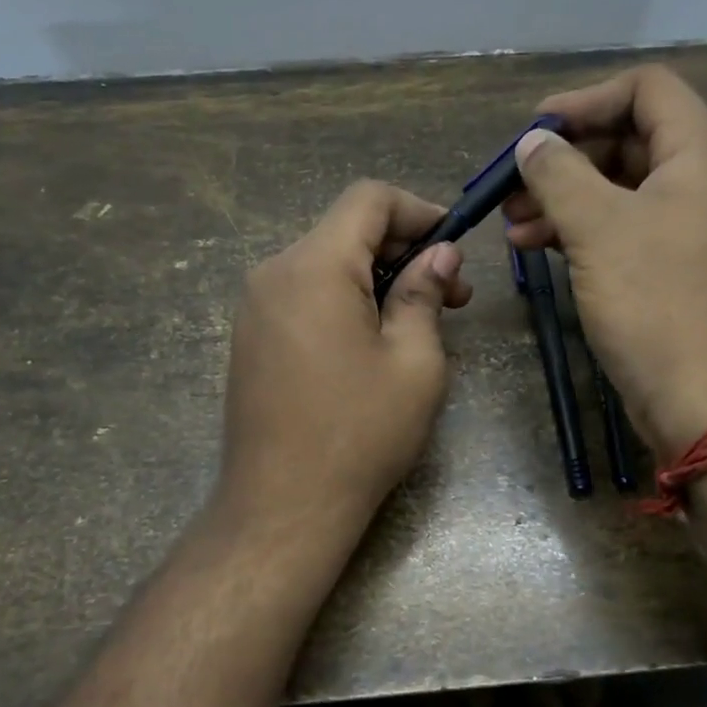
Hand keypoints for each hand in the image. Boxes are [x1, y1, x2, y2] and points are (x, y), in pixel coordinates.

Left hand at [219, 181, 472, 532]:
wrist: (282, 507)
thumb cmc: (360, 433)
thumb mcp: (414, 361)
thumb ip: (425, 294)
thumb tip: (441, 254)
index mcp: (314, 266)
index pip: (367, 199)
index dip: (418, 210)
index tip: (455, 245)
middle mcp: (274, 273)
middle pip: (345, 230)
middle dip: (404, 250)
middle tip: (452, 296)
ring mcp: (255, 308)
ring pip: (326, 264)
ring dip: (377, 279)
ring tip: (419, 323)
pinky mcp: (252, 339)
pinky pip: (305, 296)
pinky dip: (346, 301)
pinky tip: (374, 342)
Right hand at [503, 64, 706, 457]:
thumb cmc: (656, 304)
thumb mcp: (598, 229)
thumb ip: (559, 174)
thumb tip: (532, 142)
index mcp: (700, 153)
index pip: (646, 88)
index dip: (586, 100)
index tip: (535, 132)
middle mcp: (703, 181)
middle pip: (628, 139)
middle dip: (566, 158)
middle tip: (513, 185)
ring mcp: (690, 228)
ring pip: (620, 189)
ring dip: (564, 198)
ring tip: (512, 224)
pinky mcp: (675, 269)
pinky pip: (624, 229)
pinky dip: (581, 231)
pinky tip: (535, 248)